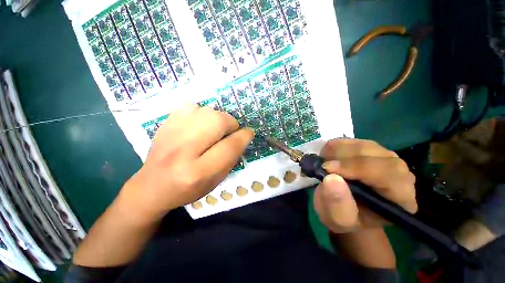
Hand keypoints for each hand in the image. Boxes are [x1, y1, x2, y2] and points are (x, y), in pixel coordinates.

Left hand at [121, 104, 253, 220]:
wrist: (152, 186)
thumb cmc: (188, 189)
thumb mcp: (215, 181)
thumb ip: (231, 158)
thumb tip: (242, 136)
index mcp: (198, 172)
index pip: (229, 147)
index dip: (244, 136)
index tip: (249, 132)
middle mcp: (183, 151)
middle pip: (217, 121)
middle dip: (231, 123)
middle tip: (230, 131)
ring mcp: (170, 134)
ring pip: (206, 111)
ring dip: (217, 118)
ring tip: (214, 129)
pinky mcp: (164, 125)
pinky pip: (191, 107)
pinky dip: (201, 113)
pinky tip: (199, 125)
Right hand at [313, 139, 416, 232]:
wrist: (344, 207)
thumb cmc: (344, 217)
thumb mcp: (337, 220)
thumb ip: (337, 205)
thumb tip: (332, 178)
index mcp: (400, 199)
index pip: (388, 175)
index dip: (356, 168)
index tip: (327, 169)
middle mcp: (400, 175)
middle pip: (377, 156)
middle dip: (344, 158)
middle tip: (323, 164)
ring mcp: (385, 159)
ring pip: (364, 145)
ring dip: (338, 151)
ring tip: (324, 162)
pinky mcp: (371, 150)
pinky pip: (355, 141)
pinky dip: (337, 145)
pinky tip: (328, 155)